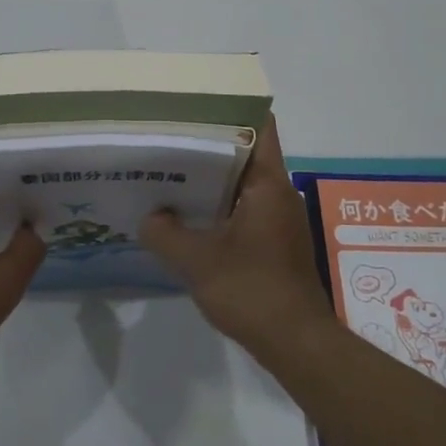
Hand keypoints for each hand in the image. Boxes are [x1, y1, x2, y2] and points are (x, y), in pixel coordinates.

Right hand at [138, 117, 334, 356]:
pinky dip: (218, 205)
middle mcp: (278, 193)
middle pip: (246, 152)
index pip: (259, 126)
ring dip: (211, 177)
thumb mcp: (198, 262)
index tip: (195, 103)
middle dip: (209, 142)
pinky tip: (187, 215)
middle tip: (168, 135)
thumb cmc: (253, 291)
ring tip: (170, 170)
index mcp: (268, 184)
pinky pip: (243, 208)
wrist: (296, 343)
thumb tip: (148, 217)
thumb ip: (165, 235)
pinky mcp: (274, 242)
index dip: (231, 108)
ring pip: (242, 183)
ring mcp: (278, 218)